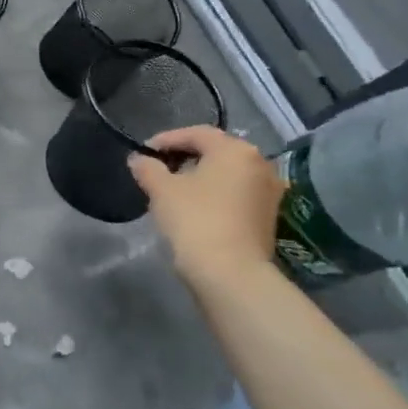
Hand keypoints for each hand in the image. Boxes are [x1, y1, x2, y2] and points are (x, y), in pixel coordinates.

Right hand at [127, 126, 284, 285]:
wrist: (231, 274)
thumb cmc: (195, 220)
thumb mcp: (161, 190)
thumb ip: (148, 168)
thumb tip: (139, 159)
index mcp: (235, 150)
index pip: (196, 134)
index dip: (166, 140)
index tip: (144, 152)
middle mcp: (259, 164)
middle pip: (216, 152)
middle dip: (185, 157)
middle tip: (158, 168)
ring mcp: (269, 192)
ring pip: (228, 174)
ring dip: (201, 177)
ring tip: (174, 189)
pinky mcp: (268, 217)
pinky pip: (237, 194)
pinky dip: (215, 194)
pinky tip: (195, 208)